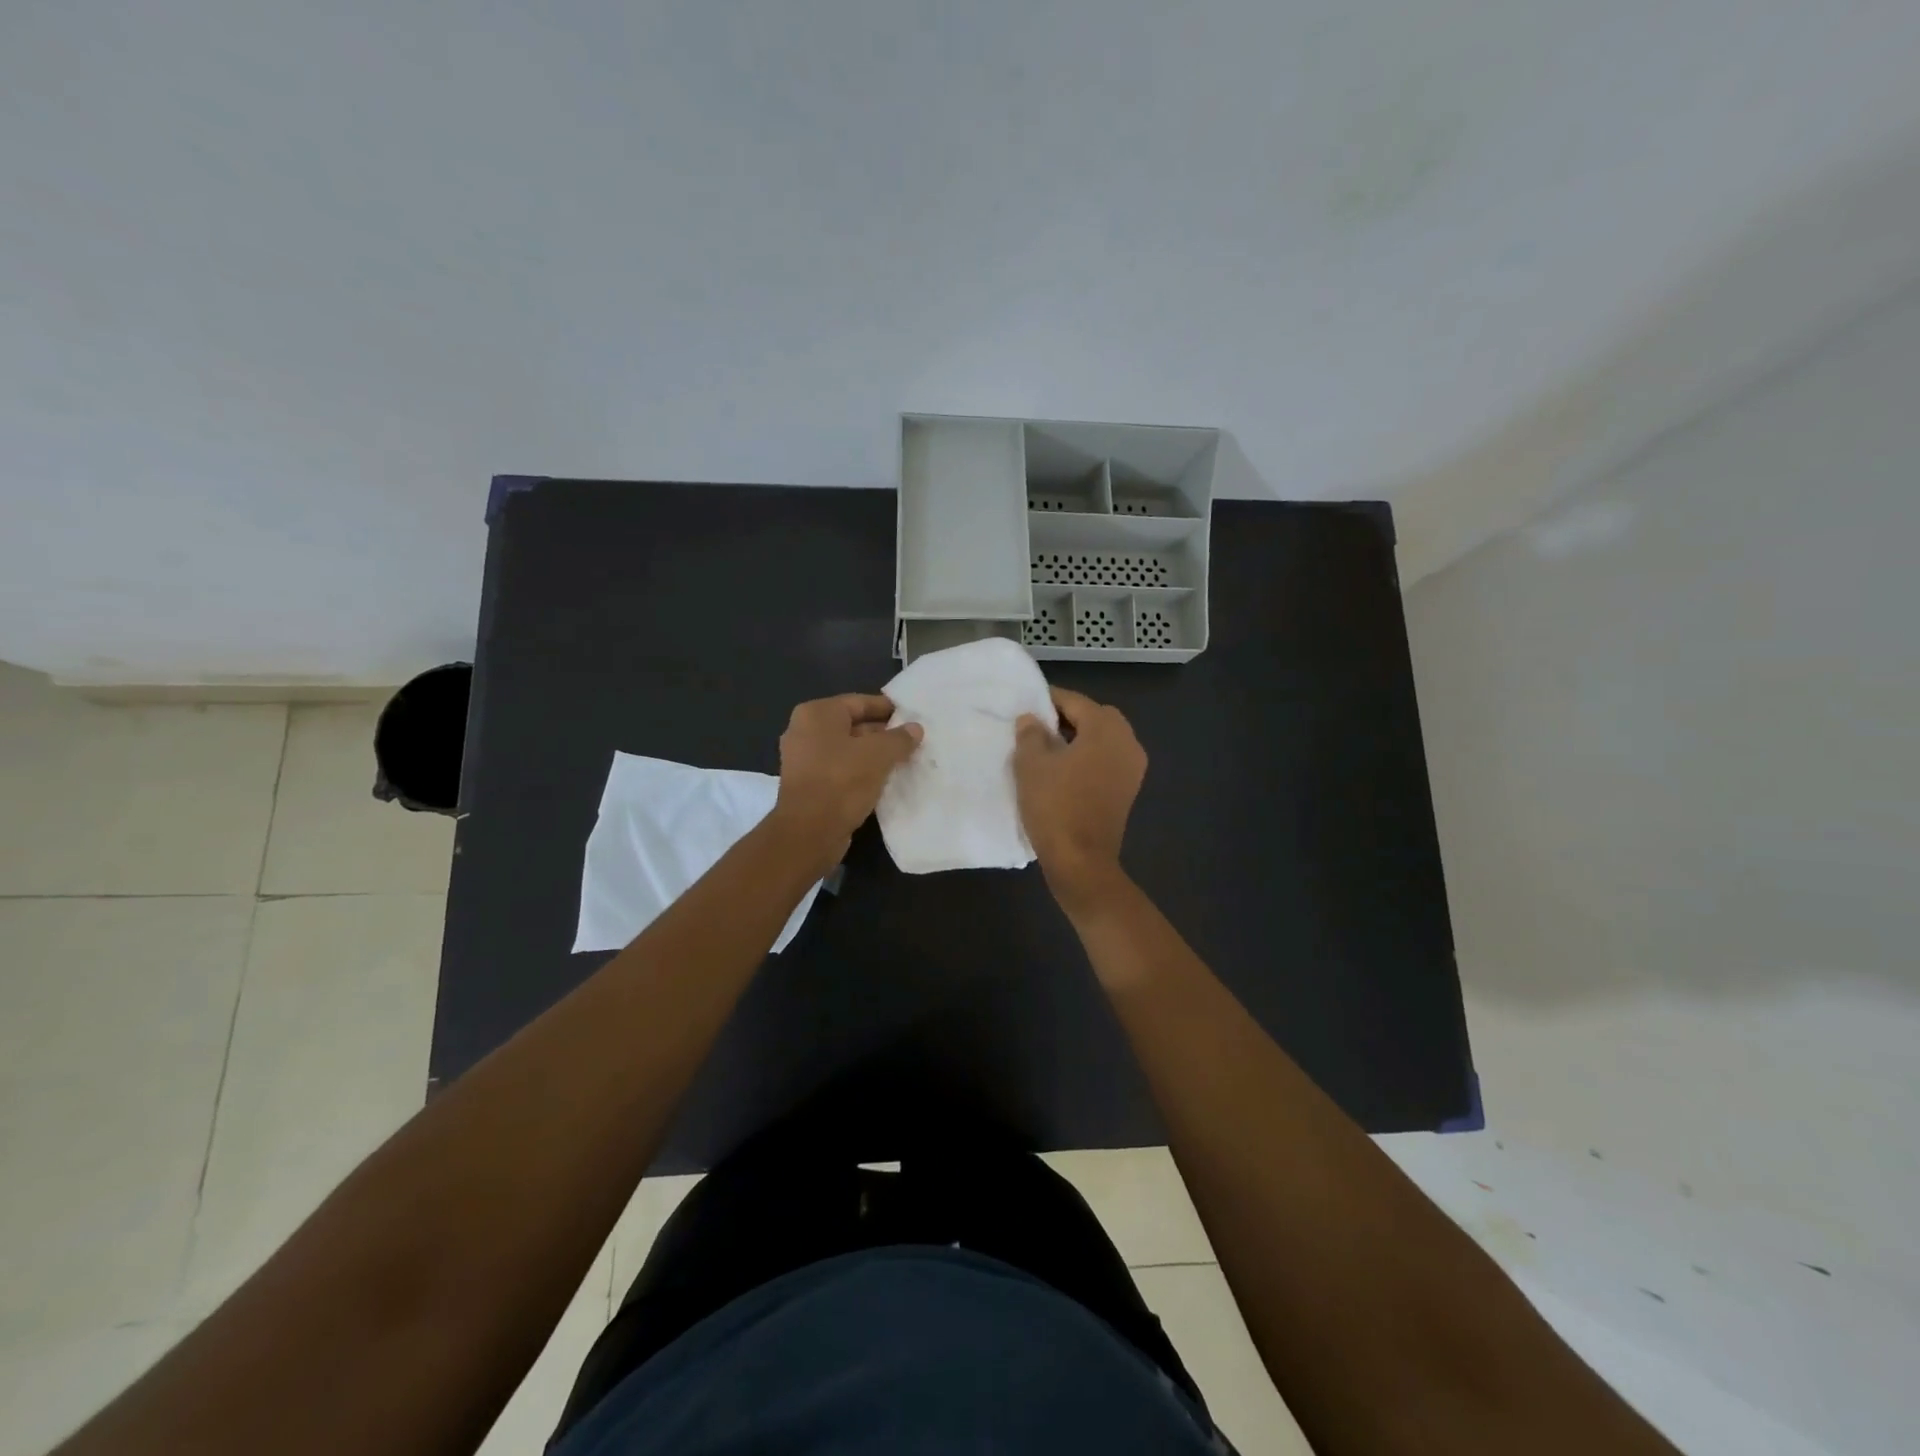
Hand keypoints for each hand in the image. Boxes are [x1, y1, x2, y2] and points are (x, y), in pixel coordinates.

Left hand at [769, 693, 921, 870]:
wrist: (809, 832)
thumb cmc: (842, 781)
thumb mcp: (879, 755)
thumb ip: (899, 738)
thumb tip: (915, 729)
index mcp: (817, 713)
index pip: (860, 702)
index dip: (888, 709)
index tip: (912, 716)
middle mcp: (805, 731)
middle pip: (852, 725)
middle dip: (882, 733)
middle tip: (912, 741)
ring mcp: (803, 759)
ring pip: (847, 749)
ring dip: (873, 755)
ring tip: (904, 760)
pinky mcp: (808, 784)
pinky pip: (840, 769)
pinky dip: (860, 771)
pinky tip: (884, 780)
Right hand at [1013, 687, 1145, 912]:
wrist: (1081, 861)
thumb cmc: (1055, 806)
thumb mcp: (1031, 765)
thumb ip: (1031, 733)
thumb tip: (1032, 719)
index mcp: (1106, 729)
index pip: (1075, 701)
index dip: (1049, 700)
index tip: (1026, 704)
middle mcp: (1127, 742)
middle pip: (1095, 717)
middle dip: (1068, 717)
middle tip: (1038, 727)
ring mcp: (1132, 768)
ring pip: (1104, 739)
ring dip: (1079, 738)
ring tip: (1047, 749)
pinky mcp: (1128, 790)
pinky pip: (1107, 760)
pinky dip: (1089, 757)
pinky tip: (1064, 770)